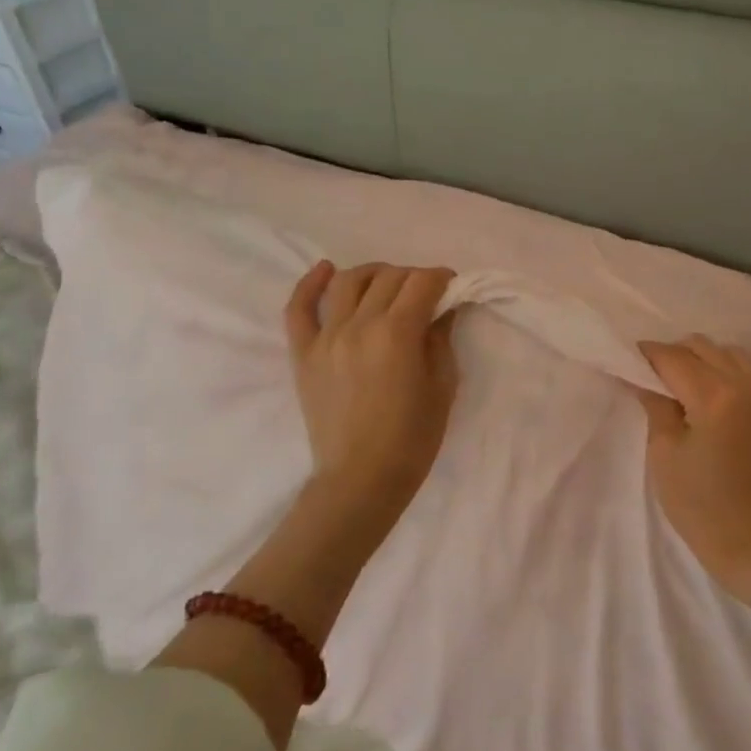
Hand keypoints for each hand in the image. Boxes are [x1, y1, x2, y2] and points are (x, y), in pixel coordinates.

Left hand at [285, 261, 460, 525]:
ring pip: (348, 282)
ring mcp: (326, 337)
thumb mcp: (442, 387)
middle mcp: (359, 325)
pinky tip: (326, 270)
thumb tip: (443, 308)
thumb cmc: (411, 440)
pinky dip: (310, 284)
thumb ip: (441, 339)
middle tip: (426, 296)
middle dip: (414, 278)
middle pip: (389, 277)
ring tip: (387, 284)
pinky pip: (299, 309)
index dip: (442, 278)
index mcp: (397, 333)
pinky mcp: (303, 353)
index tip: (452, 287)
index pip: (422, 282)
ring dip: (374, 273)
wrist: (360, 481)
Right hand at [636, 337, 750, 605]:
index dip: (648, 354)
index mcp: (714, 397)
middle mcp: (748, 386)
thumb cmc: (702, 507)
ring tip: (693, 385)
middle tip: (659, 375)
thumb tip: (643, 378)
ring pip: (734, 356)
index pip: (673, 357)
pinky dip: (741, 379)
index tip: (632, 357)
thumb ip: (656, 407)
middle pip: (704, 347)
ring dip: (709, 361)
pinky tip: (730, 401)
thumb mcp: (665, 456)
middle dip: (677, 354)